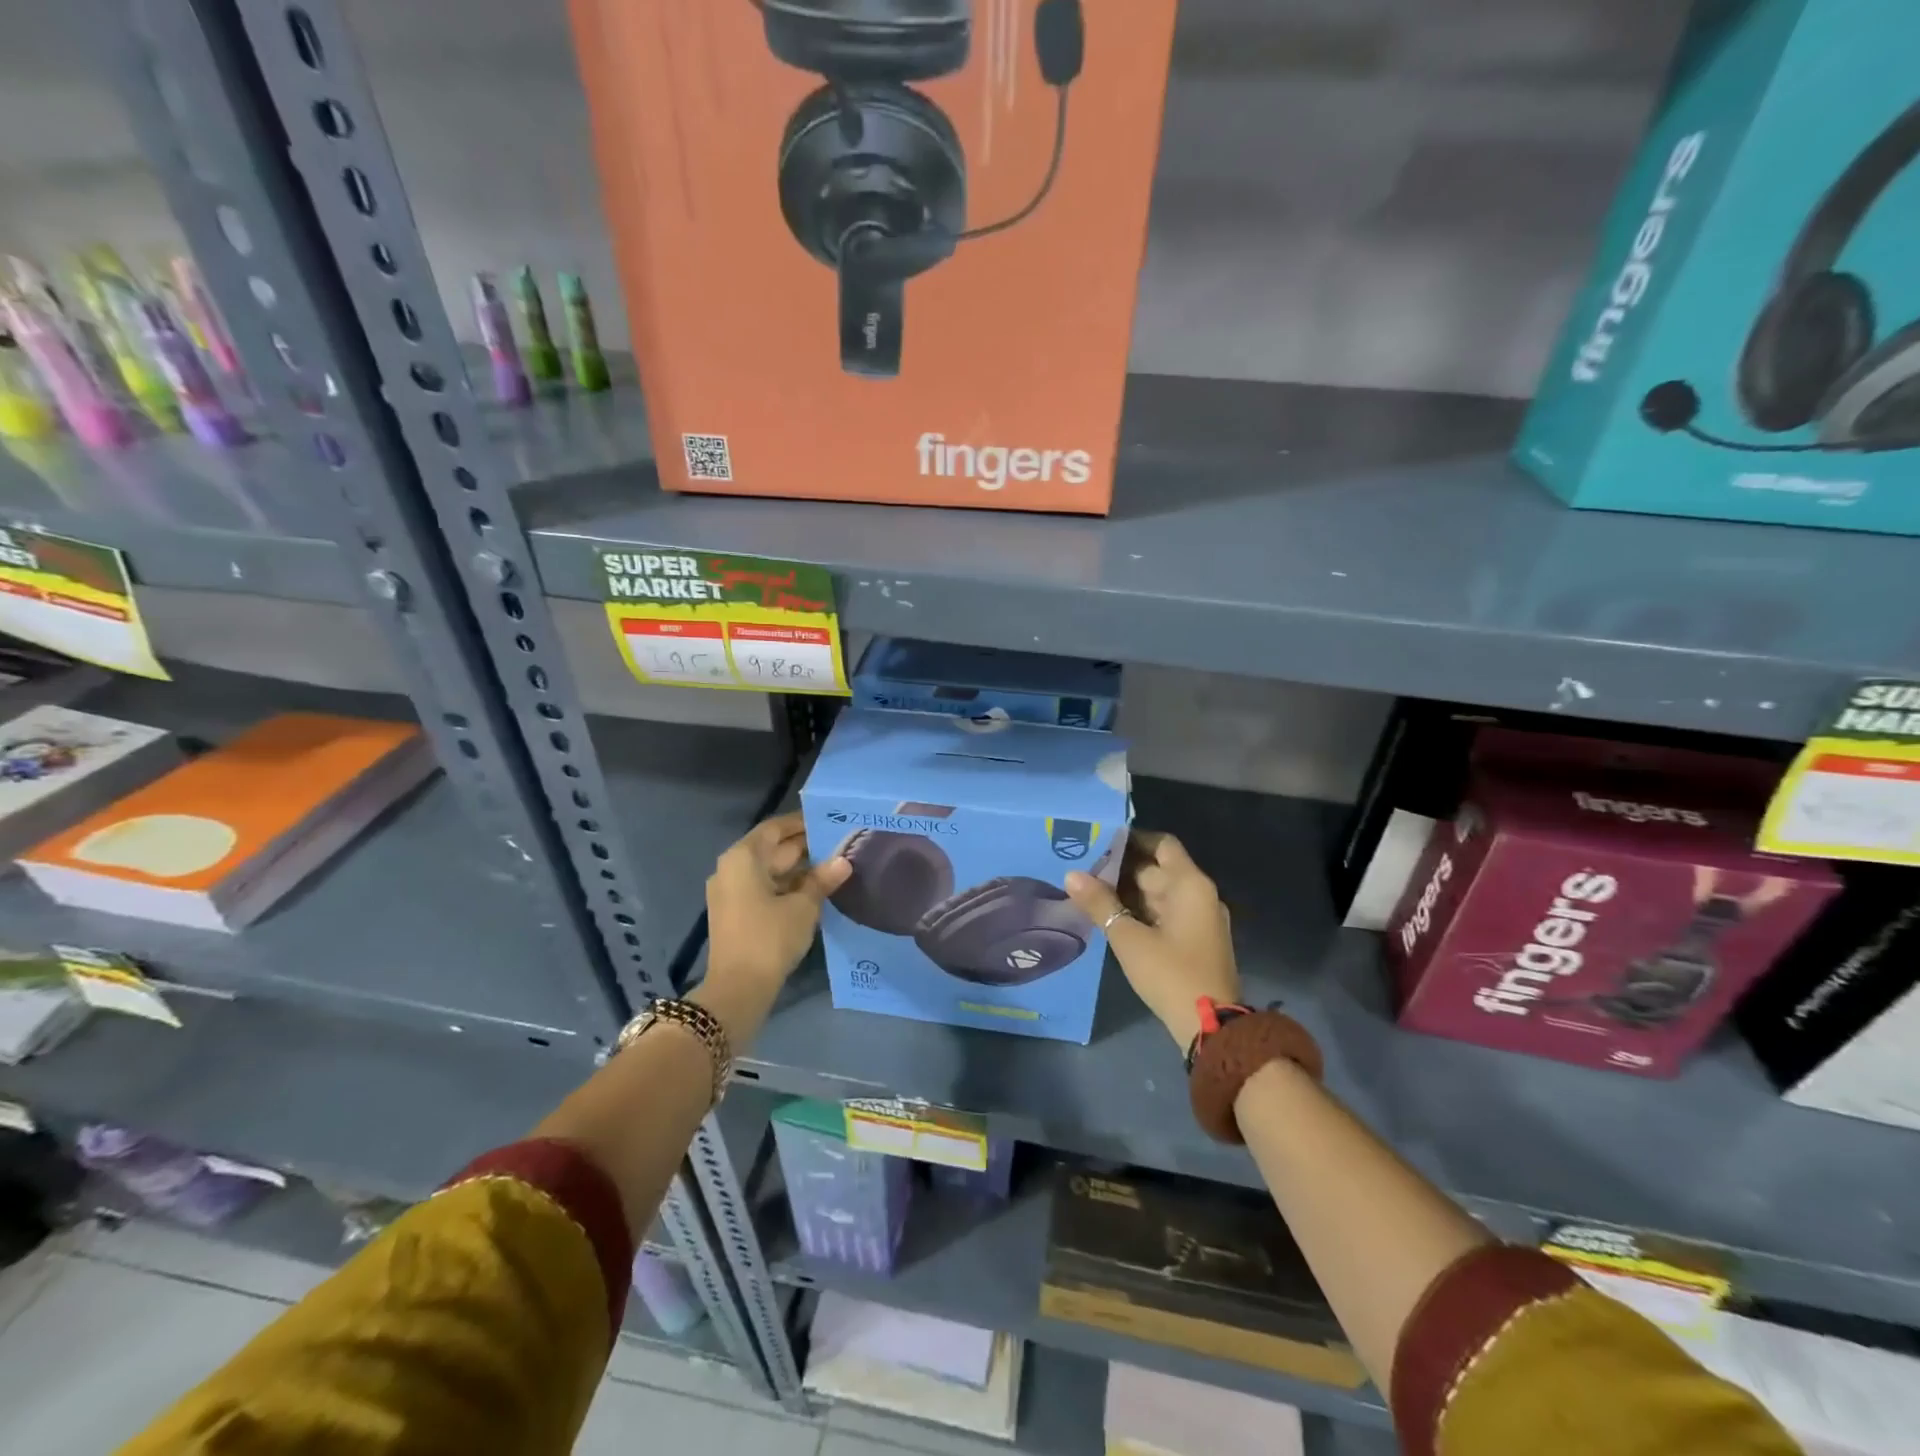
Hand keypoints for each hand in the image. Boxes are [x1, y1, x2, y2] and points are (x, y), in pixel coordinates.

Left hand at [704, 813, 850, 1005]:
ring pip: (769, 871)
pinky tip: (816, 890)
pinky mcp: (736, 913)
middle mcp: (732, 869)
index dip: (802, 823)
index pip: (775, 828)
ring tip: (835, 865)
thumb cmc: (769, 938)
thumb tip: (843, 861)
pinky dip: (788, 886)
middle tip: (840, 843)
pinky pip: (764, 889)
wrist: (738, 989)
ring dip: (799, 869)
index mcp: (743, 858)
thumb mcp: (803, 906)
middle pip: (771, 849)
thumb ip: (822, 879)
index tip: (829, 820)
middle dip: (804, 847)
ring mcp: (731, 892)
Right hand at [1066, 830, 1238, 1050]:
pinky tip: (1111, 917)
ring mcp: (1200, 919)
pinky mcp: (1195, 940)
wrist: (1212, 1027)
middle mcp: (1199, 895)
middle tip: (1083, 869)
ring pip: (1159, 893)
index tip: (1100, 840)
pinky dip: (1140, 910)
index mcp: (1190, 885)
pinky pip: (1165, 913)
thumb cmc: (1170, 973)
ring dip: (1128, 892)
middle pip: (1158, 869)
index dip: (1133, 839)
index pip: (1162, 844)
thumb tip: (1071, 875)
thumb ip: (1100, 904)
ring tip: (1089, 891)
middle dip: (1121, 868)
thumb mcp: (1129, 938)